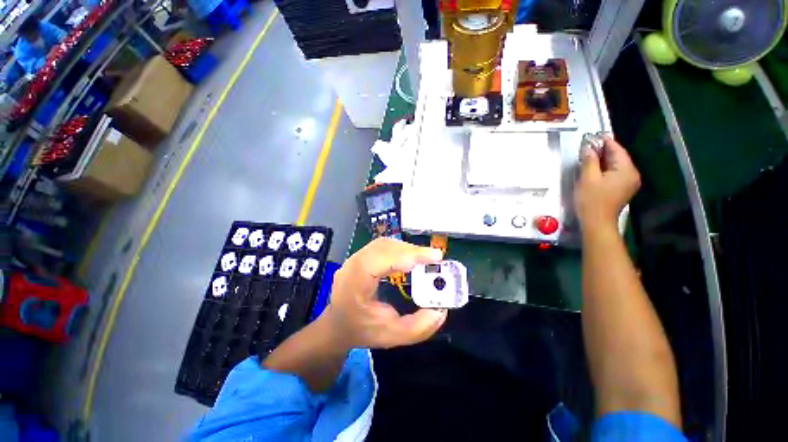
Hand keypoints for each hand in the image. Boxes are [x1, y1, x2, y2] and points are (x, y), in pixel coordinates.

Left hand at [321, 238, 447, 348]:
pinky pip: (382, 246)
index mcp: (355, 282)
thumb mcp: (392, 336)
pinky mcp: (360, 256)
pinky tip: (409, 257)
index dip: (408, 254)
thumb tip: (441, 310)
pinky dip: (399, 248)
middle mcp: (352, 265)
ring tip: (424, 257)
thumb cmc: (361, 331)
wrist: (337, 326)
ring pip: (384, 243)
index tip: (434, 257)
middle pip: (384, 247)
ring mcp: (354, 258)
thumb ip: (419, 327)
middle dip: (412, 250)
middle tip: (434, 258)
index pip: (382, 259)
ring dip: (406, 248)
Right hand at [575, 136, 639, 231]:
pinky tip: (595, 169)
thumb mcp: (587, 179)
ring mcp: (629, 182)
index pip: (617, 150)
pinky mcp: (623, 188)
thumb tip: (589, 148)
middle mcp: (632, 174)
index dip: (605, 142)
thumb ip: (590, 161)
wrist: (597, 223)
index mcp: (626, 170)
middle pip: (619, 157)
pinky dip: (606, 169)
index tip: (593, 136)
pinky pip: (616, 173)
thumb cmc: (591, 201)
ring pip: (617, 165)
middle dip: (604, 151)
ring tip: (589, 157)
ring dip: (604, 160)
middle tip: (588, 146)